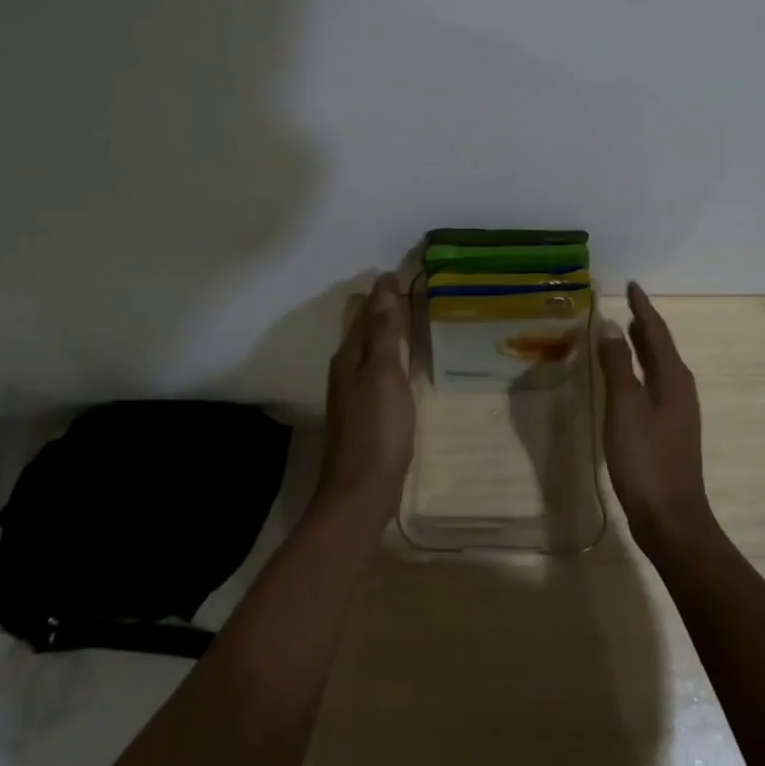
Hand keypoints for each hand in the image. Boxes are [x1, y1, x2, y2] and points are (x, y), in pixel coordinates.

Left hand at [314, 273, 413, 534]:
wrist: (361, 492)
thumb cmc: (377, 428)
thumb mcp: (385, 372)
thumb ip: (385, 329)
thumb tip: (383, 282)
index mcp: (350, 355)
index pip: (368, 311)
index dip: (386, 293)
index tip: (406, 273)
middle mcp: (347, 369)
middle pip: (368, 329)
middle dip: (387, 309)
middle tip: (417, 292)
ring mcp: (355, 393)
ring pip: (373, 351)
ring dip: (390, 333)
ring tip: (416, 320)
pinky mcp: (367, 413)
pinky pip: (380, 372)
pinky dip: (394, 358)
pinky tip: (408, 365)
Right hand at [599, 282, 715, 558]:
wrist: (671, 519)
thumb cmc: (646, 459)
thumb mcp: (625, 407)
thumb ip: (617, 365)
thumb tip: (611, 325)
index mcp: (673, 378)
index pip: (656, 331)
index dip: (643, 307)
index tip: (632, 285)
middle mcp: (679, 389)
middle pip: (661, 347)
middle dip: (644, 324)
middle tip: (627, 303)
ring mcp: (676, 411)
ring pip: (659, 366)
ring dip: (643, 346)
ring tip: (626, 330)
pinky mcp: (668, 430)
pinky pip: (653, 385)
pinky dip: (640, 369)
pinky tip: (626, 378)